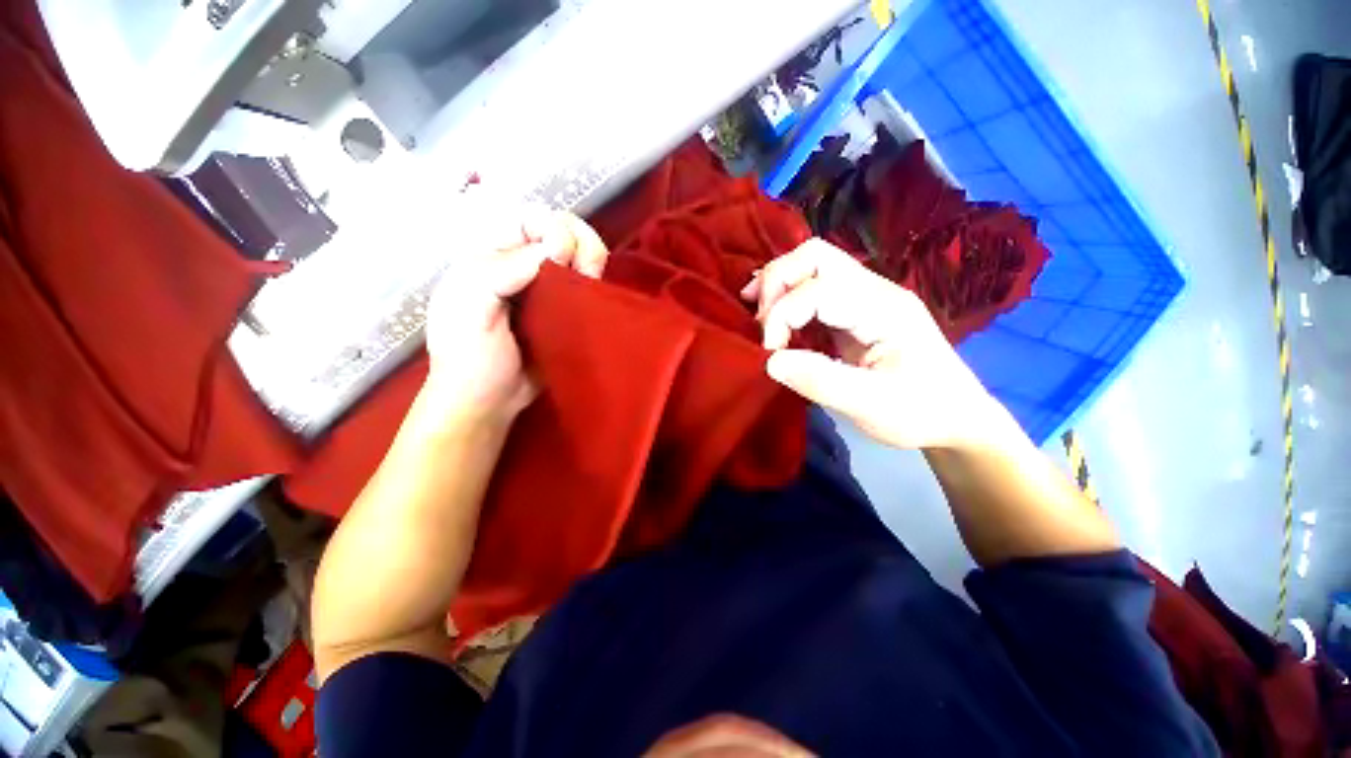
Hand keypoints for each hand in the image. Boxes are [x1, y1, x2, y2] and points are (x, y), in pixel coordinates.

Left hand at [423, 207, 608, 422]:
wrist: (488, 401)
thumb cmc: (470, 357)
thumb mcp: (469, 309)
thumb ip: (502, 270)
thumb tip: (556, 248)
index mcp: (489, 256)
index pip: (528, 218)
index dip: (552, 227)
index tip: (561, 257)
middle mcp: (519, 265)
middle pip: (559, 229)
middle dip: (579, 240)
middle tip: (586, 270)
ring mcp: (544, 288)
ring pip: (578, 252)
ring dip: (592, 258)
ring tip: (591, 281)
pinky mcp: (564, 309)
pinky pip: (584, 282)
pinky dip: (595, 279)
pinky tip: (595, 291)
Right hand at [742, 239, 1014, 450]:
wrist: (957, 418)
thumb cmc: (921, 412)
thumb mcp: (871, 406)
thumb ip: (820, 381)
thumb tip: (771, 360)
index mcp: (884, 309)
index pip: (819, 290)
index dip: (782, 315)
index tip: (770, 352)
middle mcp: (875, 291)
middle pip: (817, 256)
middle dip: (777, 281)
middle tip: (757, 318)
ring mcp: (866, 298)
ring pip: (814, 266)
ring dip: (779, 284)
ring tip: (756, 311)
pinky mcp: (855, 312)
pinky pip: (815, 289)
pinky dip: (788, 297)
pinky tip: (773, 316)